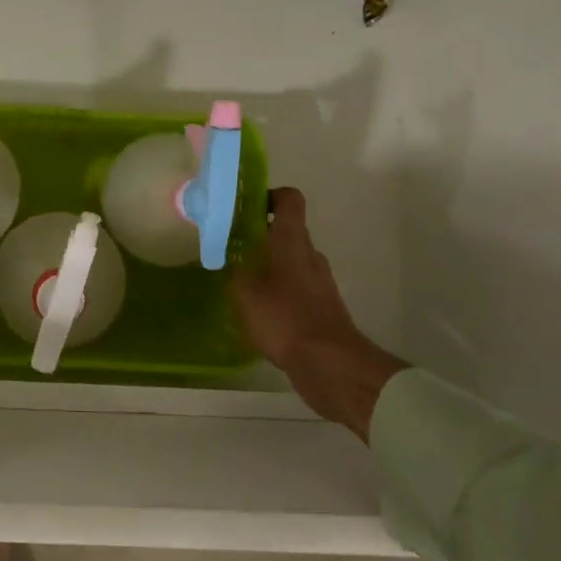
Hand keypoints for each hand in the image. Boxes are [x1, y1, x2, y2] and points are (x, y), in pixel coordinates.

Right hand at [231, 187, 405, 440]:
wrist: (329, 364)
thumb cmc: (285, 318)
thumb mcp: (245, 293)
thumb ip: (234, 272)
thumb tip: (230, 261)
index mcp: (292, 241)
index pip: (289, 199)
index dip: (268, 196)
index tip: (245, 207)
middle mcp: (310, 255)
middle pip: (288, 232)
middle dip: (261, 236)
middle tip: (232, 247)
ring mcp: (320, 282)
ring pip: (292, 261)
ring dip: (270, 266)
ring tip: (242, 282)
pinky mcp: (322, 307)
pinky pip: (298, 288)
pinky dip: (280, 291)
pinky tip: (260, 311)